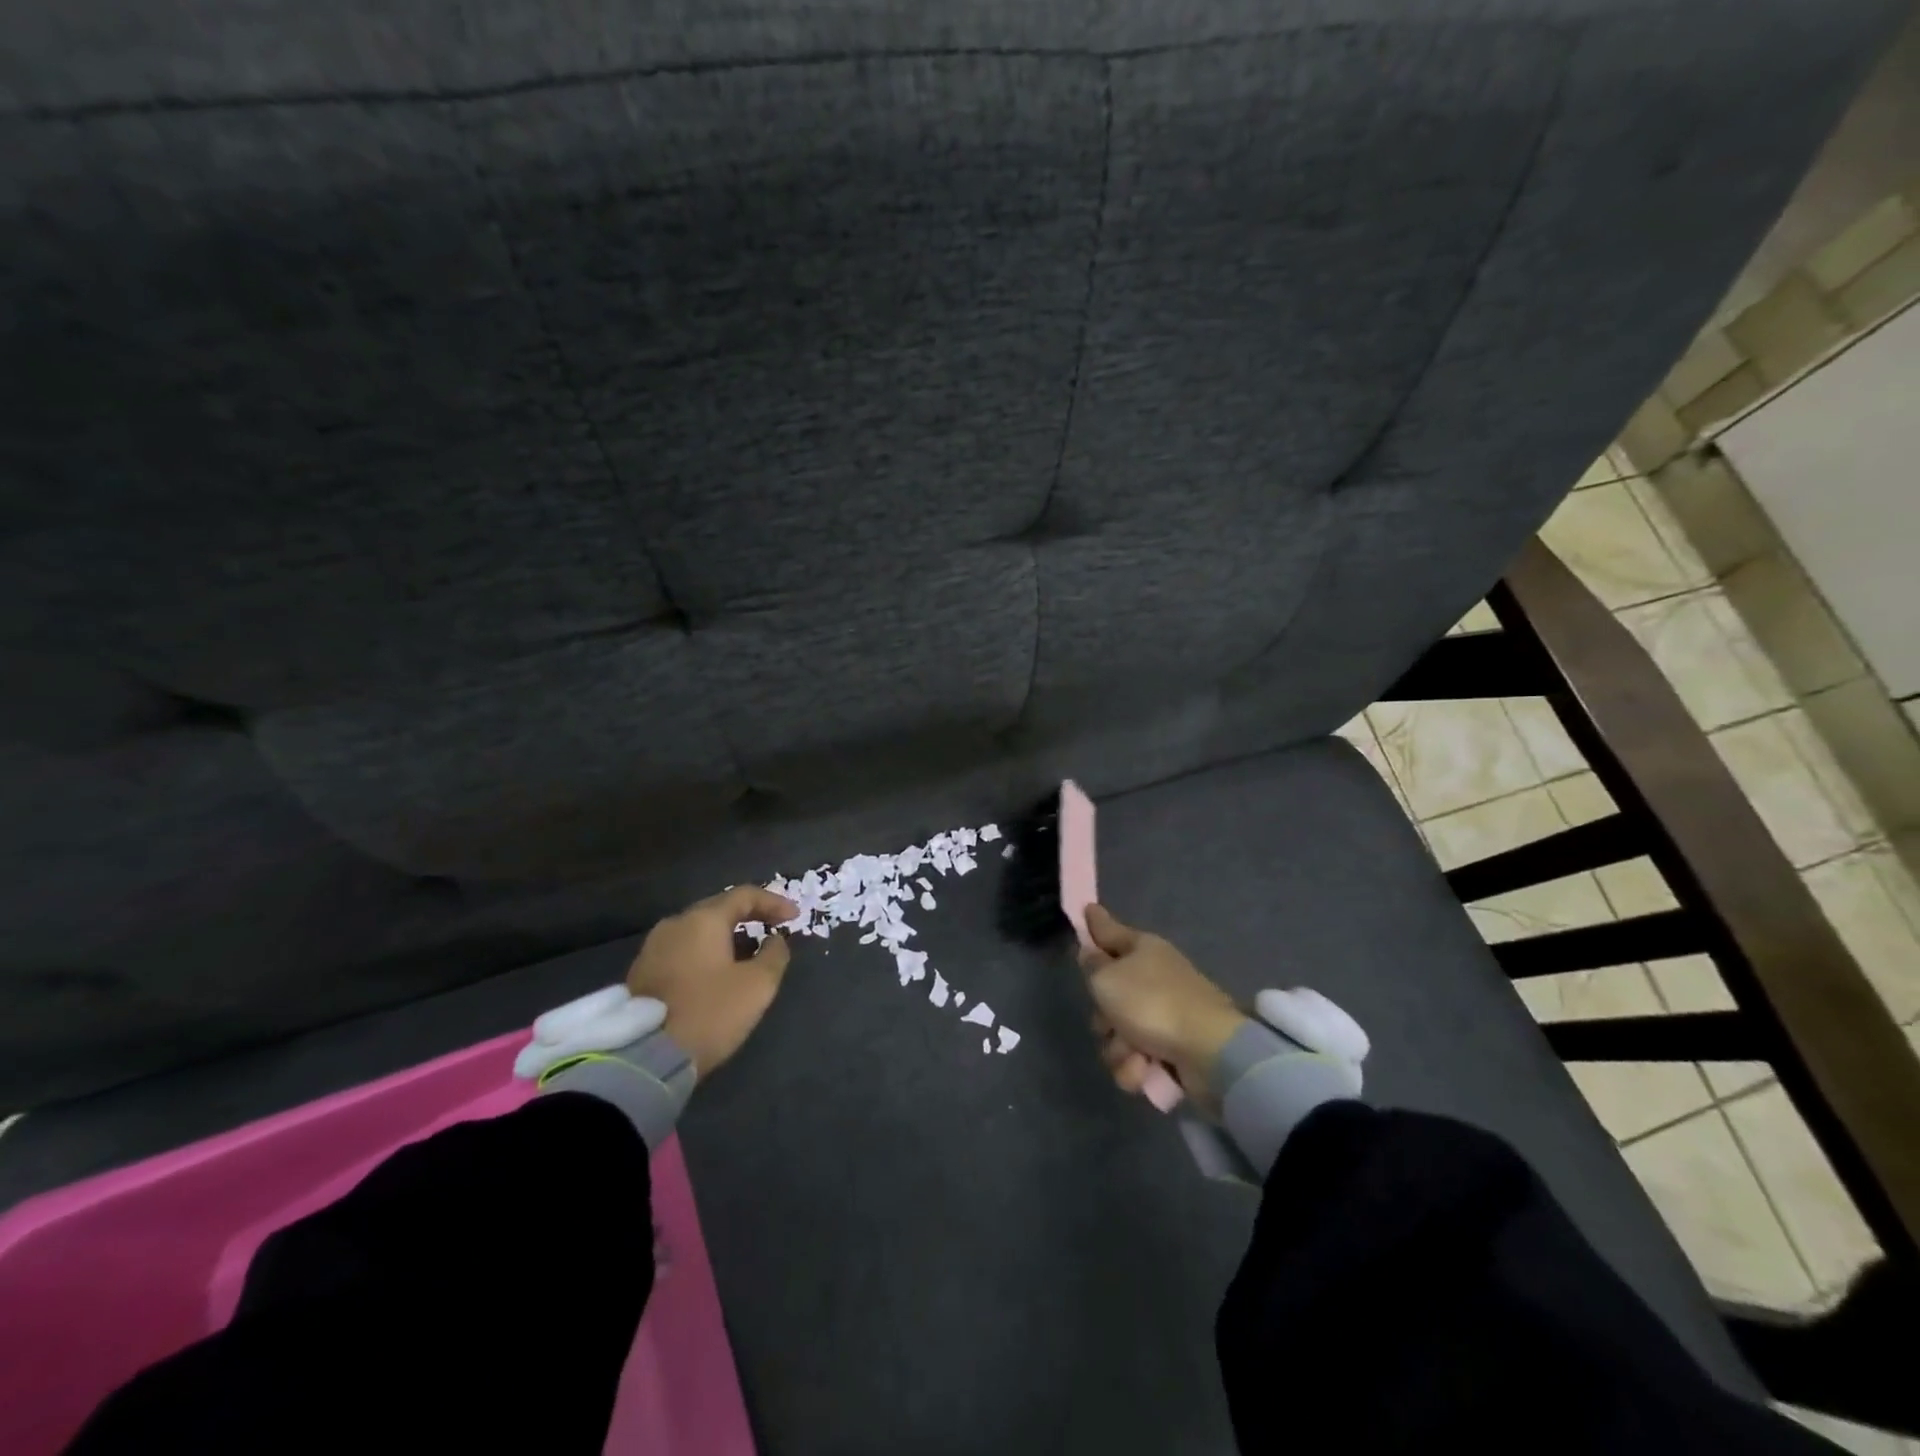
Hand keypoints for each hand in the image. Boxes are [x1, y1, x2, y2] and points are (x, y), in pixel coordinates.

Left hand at [625, 884, 798, 1076]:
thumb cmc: (709, 1013)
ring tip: (748, 955)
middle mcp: (674, 924)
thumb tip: (775, 940)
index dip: (774, 902)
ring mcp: (652, 948)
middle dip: (750, 917)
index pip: (745, 895)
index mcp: (703, 920)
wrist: (644, 1058)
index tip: (795, 917)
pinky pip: (683, 951)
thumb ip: (774, 955)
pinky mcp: (641, 973)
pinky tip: (718, 973)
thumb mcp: (757, 985)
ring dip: (727, 937)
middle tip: (773, 929)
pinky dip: (706, 954)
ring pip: (698, 931)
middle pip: (719, 909)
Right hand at [1079, 903, 1247, 1104]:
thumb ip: (1092, 965)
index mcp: (1141, 949)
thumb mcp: (1107, 979)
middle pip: (1108, 994)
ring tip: (1134, 1055)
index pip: (1109, 930)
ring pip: (1118, 1032)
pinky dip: (1137, 1067)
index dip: (1094, 922)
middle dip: (1103, 1017)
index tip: (1085, 907)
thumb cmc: (1151, 1003)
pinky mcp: (1172, 1047)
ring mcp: (1164, 1013)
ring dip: (1119, 1049)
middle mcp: (1152, 976)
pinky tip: (1145, 1070)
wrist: (1208, 1051)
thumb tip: (1091, 951)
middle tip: (1109, 1021)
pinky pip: (1137, 1057)